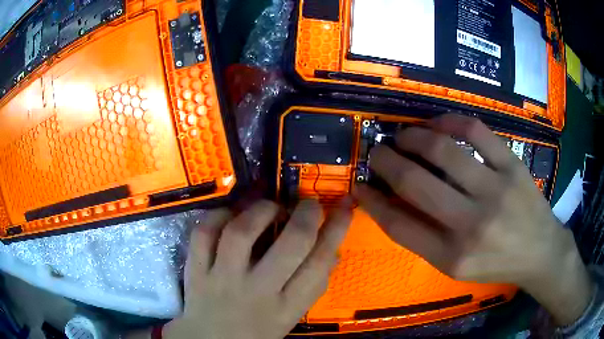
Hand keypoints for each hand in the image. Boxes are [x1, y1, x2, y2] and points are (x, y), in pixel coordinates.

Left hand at [164, 199, 351, 338]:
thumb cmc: (257, 330)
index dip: (336, 230)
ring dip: (261, 210)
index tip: (344, 207)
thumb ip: (312, 287)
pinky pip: (204, 233)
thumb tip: (333, 250)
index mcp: (287, 308)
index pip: (320, 264)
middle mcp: (257, 292)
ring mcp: (222, 279)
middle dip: (306, 216)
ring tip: (270, 207)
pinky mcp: (196, 269)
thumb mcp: (291, 316)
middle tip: (308, 204)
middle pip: (290, 245)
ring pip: (241, 233)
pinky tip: (231, 215)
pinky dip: (219, 216)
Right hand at [354, 114, 592, 325]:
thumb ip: (423, 237)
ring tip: (405, 134)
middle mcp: (471, 225)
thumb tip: (390, 201)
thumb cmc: (496, 263)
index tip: (359, 184)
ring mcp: (495, 190)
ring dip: (413, 136)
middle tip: (378, 150)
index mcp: (452, 257)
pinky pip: (476, 131)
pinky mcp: (512, 165)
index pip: (398, 224)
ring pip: (443, 149)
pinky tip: (438, 123)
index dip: (371, 201)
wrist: (540, 251)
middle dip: (386, 160)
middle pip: (415, 183)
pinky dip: (450, 120)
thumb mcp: (455, 267)